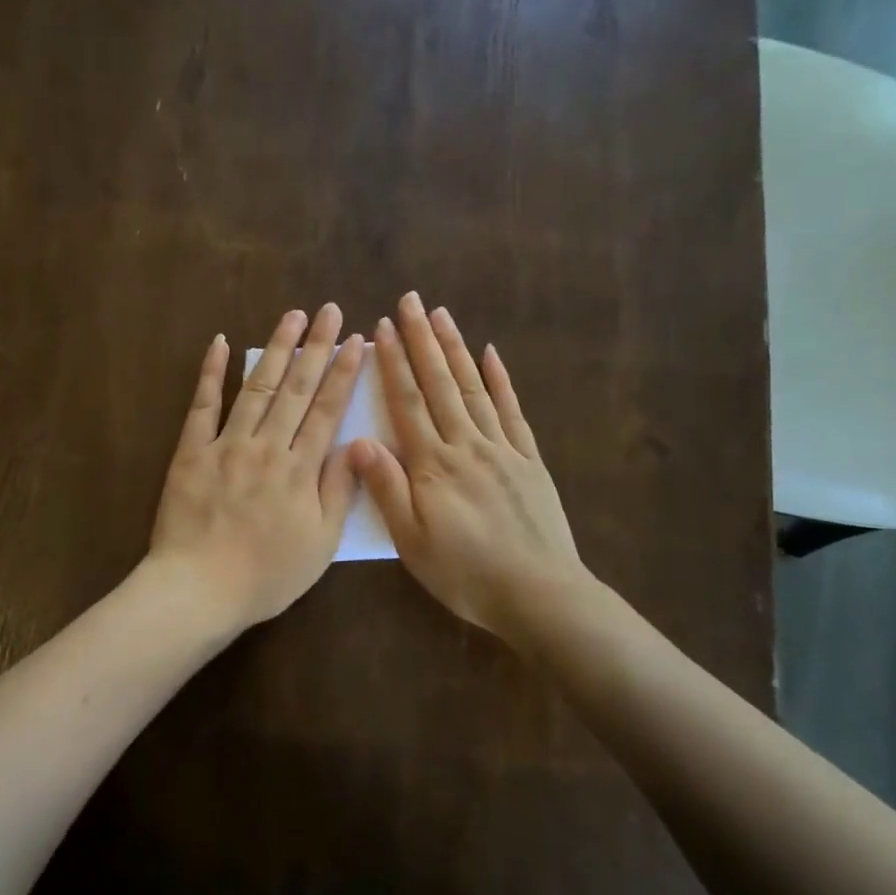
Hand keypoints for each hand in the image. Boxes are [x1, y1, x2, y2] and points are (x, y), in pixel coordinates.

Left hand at [148, 304, 365, 630]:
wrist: (199, 589)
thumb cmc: (266, 575)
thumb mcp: (319, 543)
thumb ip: (338, 491)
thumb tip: (357, 444)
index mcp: (300, 470)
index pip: (327, 410)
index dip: (344, 373)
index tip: (357, 341)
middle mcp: (266, 446)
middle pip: (296, 388)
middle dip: (317, 347)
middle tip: (331, 311)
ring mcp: (226, 444)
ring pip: (256, 386)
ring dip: (276, 349)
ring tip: (292, 316)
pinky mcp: (191, 451)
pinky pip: (202, 405)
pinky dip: (211, 372)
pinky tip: (220, 342)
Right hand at [350, 293, 587, 641]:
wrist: (538, 594)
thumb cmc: (465, 573)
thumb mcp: (412, 541)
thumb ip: (387, 488)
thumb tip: (357, 441)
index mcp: (433, 465)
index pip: (408, 402)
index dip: (393, 363)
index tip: (381, 327)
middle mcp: (467, 444)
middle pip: (440, 383)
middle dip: (422, 340)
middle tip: (410, 301)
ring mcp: (502, 448)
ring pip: (473, 388)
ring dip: (456, 349)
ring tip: (441, 315)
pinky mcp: (529, 459)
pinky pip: (512, 411)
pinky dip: (501, 380)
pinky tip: (491, 354)